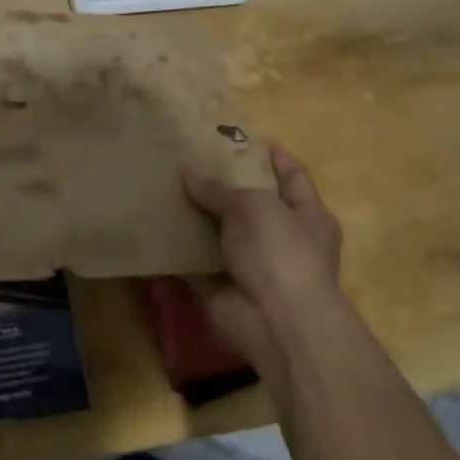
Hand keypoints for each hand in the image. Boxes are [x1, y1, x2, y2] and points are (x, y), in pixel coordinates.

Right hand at [182, 143, 350, 378]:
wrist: (276, 323)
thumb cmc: (279, 252)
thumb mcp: (252, 206)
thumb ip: (219, 189)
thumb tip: (188, 172)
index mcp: (307, 215)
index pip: (291, 175)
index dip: (271, 155)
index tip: (241, 137)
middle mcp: (283, 239)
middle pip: (251, 204)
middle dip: (223, 185)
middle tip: (189, 160)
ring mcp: (253, 266)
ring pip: (220, 234)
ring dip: (196, 217)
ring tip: (164, 188)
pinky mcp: (224, 288)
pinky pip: (196, 263)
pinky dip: (178, 251)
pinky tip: (153, 228)